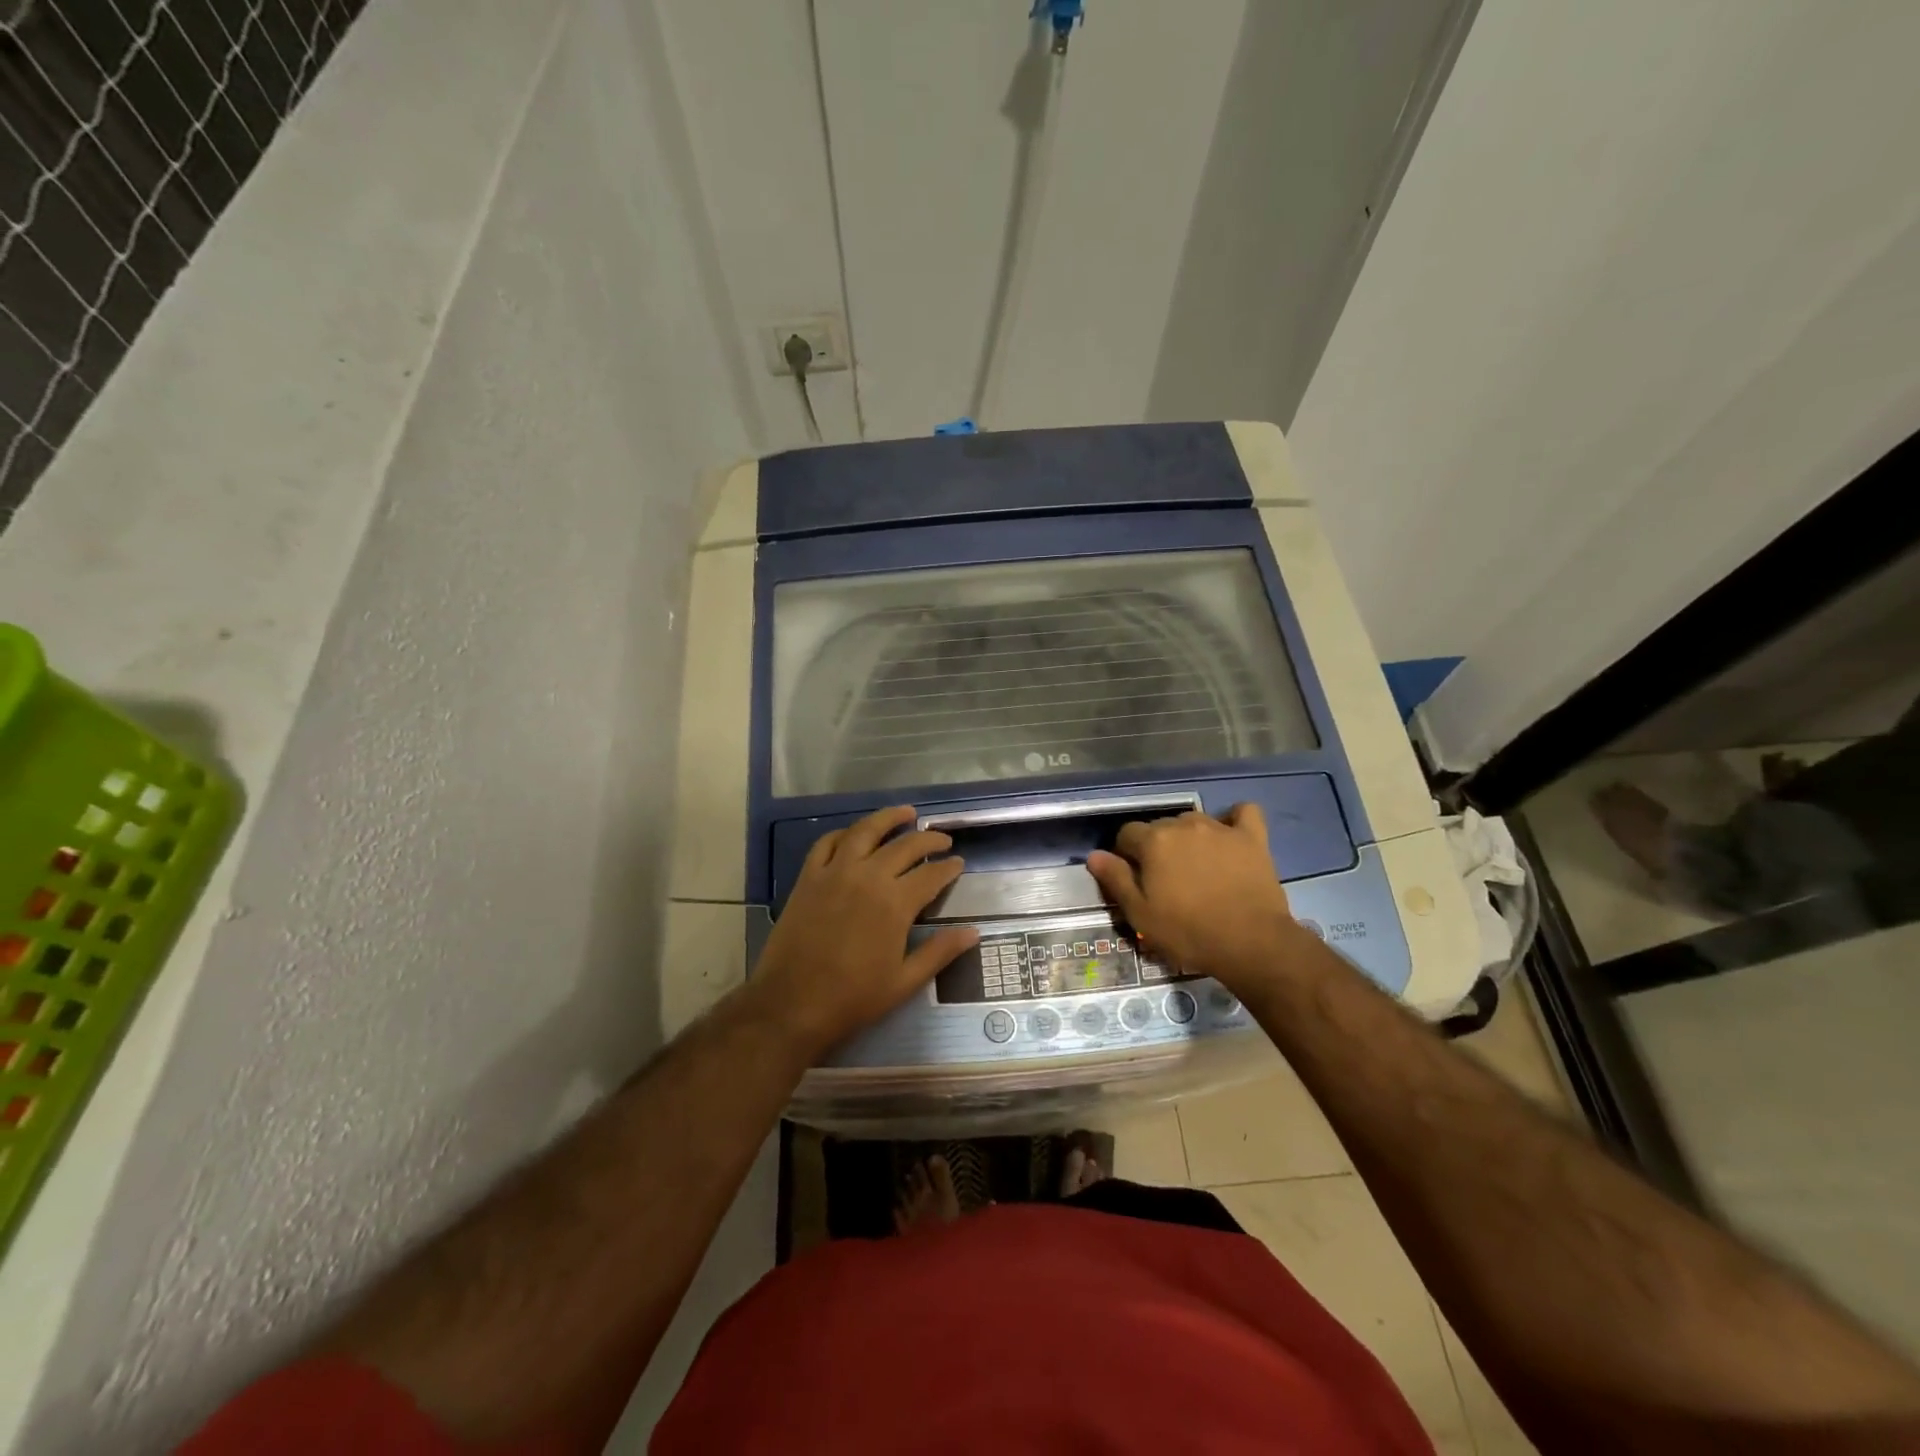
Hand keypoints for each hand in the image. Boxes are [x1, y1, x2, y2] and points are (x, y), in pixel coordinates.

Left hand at [750, 805, 979, 1059]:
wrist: (791, 1004)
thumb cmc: (853, 998)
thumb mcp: (904, 982)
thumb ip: (939, 952)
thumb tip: (973, 932)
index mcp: (895, 903)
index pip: (931, 874)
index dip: (948, 867)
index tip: (958, 863)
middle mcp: (868, 877)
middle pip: (905, 846)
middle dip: (928, 840)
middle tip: (942, 839)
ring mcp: (835, 873)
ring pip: (866, 831)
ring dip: (888, 818)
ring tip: (906, 813)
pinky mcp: (808, 877)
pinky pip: (827, 843)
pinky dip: (845, 833)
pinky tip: (855, 834)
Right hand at [1086, 805, 1301, 993]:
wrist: (1251, 943)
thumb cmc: (1188, 932)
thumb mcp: (1140, 914)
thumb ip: (1116, 879)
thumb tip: (1095, 855)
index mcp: (1153, 841)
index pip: (1127, 834)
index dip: (1126, 855)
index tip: (1134, 879)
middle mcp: (1184, 825)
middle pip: (1160, 826)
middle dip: (1156, 846)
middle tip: (1165, 879)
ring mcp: (1220, 828)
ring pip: (1193, 821)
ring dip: (1188, 837)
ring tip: (1195, 866)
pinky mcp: (1251, 837)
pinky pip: (1243, 813)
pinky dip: (1234, 820)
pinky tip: (1230, 836)